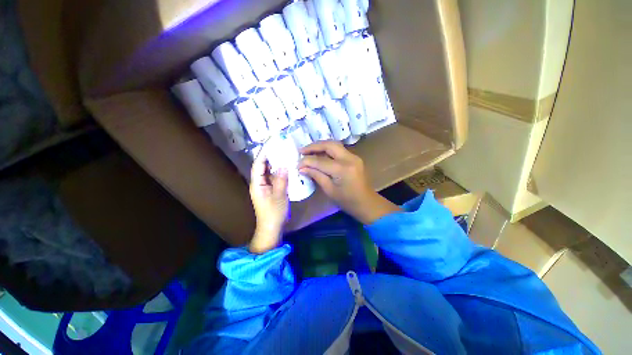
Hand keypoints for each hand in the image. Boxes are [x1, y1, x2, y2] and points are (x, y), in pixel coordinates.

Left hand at [249, 153, 288, 253]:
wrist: (271, 227)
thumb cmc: (274, 213)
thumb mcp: (279, 196)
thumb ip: (281, 180)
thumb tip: (284, 165)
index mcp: (257, 184)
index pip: (258, 165)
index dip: (263, 154)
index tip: (270, 144)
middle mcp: (259, 184)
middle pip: (262, 167)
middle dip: (269, 157)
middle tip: (279, 148)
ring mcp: (264, 187)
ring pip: (268, 172)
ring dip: (275, 164)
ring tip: (283, 155)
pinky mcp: (270, 191)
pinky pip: (273, 178)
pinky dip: (279, 172)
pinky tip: (286, 169)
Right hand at [298, 141, 399, 223]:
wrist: (367, 203)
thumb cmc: (347, 201)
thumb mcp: (329, 190)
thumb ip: (316, 176)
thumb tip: (301, 168)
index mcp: (343, 169)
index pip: (320, 161)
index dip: (307, 161)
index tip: (297, 163)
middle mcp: (349, 158)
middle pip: (329, 145)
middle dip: (314, 146)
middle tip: (301, 151)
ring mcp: (354, 156)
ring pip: (334, 144)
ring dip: (321, 146)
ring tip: (308, 151)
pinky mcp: (354, 158)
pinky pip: (339, 149)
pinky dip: (328, 149)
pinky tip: (320, 154)